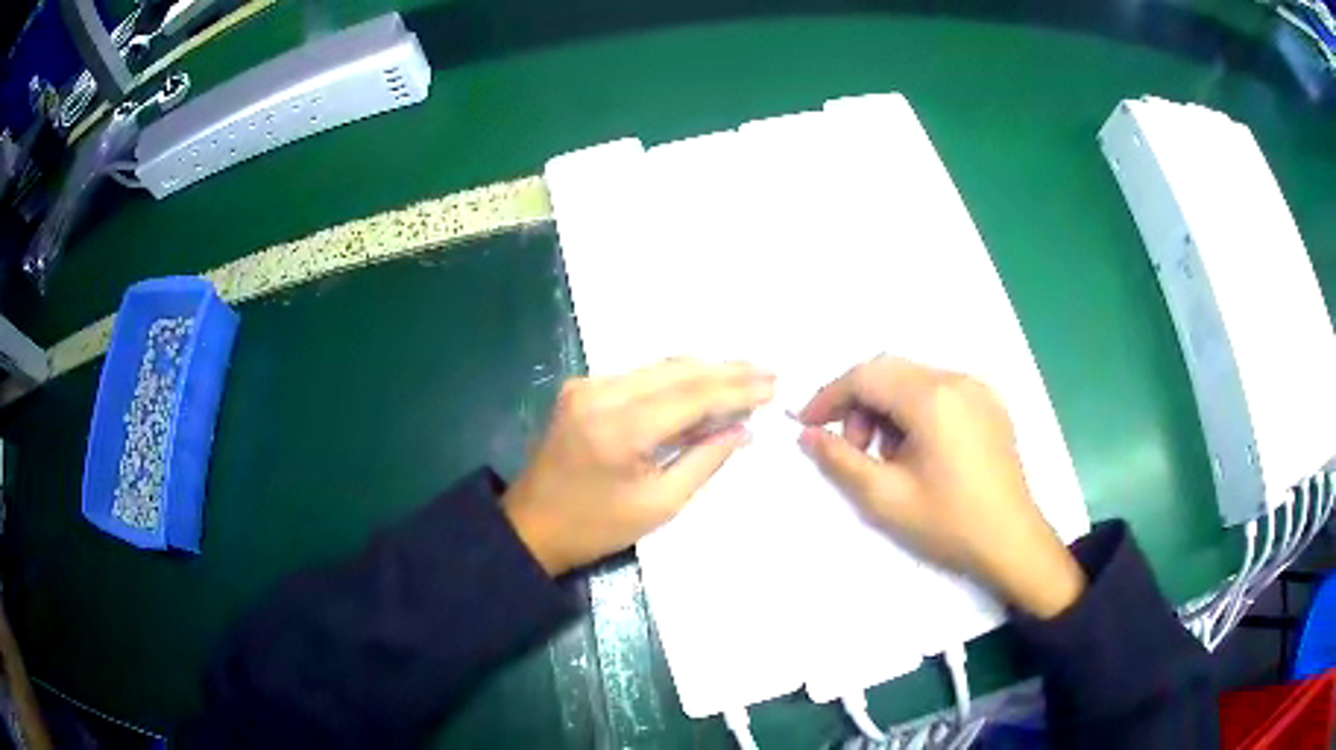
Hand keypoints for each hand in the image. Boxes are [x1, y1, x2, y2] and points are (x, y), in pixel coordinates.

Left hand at [504, 359, 774, 575]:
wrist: (531, 525)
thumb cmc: (597, 527)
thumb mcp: (660, 505)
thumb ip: (705, 461)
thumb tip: (743, 429)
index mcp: (620, 429)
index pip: (692, 395)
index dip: (736, 389)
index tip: (773, 385)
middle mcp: (601, 394)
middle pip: (677, 371)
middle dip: (726, 371)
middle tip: (768, 372)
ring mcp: (586, 386)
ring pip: (659, 368)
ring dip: (703, 371)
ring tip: (745, 375)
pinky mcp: (581, 388)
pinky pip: (639, 376)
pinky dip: (675, 379)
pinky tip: (702, 384)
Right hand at [797, 356, 1084, 619]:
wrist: (1011, 541)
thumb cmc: (948, 522)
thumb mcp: (885, 497)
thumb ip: (840, 460)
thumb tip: (807, 435)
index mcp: (933, 397)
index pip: (866, 376)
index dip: (829, 396)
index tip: (807, 425)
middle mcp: (957, 379)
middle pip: (890, 371)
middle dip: (859, 402)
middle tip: (851, 447)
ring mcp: (978, 389)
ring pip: (915, 379)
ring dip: (888, 407)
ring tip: (887, 455)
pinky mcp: (990, 404)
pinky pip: (940, 391)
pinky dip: (915, 410)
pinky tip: (918, 450)